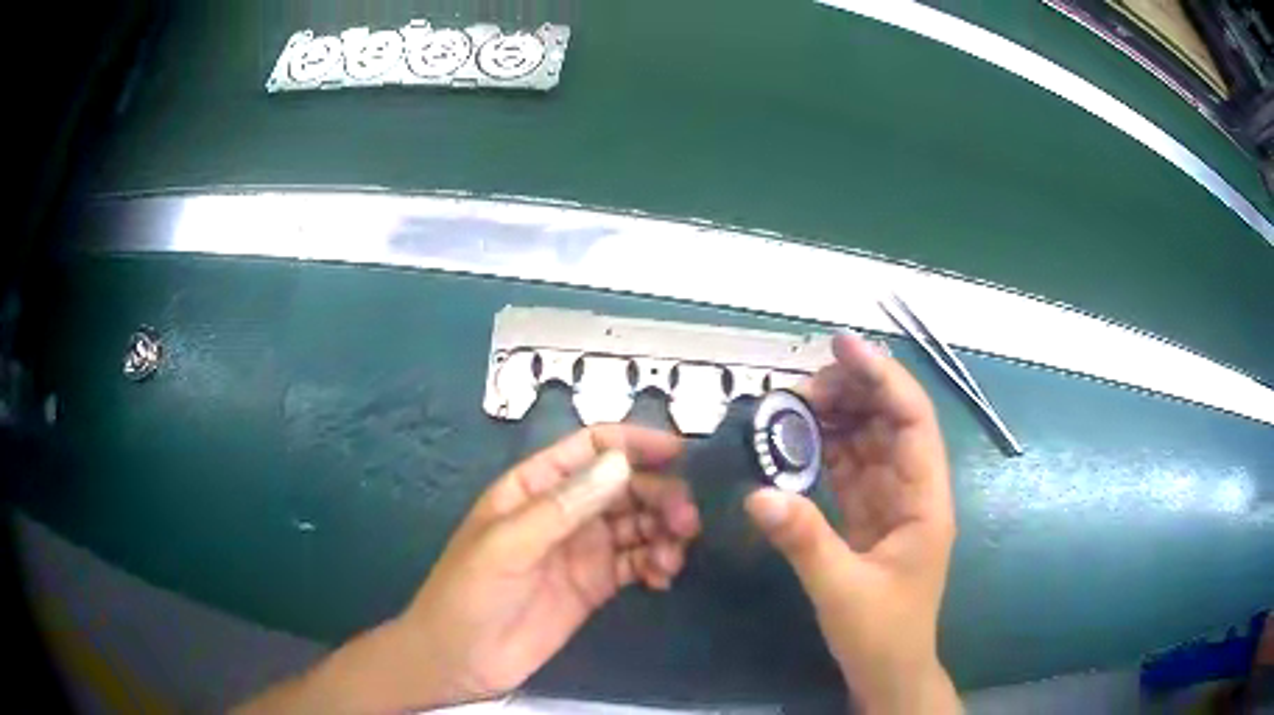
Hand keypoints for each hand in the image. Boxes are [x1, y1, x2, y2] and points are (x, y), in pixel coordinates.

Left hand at [396, 424, 699, 705]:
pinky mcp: (596, 584)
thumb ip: (563, 506)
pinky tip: (662, 577)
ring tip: (674, 554)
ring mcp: (582, 549)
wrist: (462, 659)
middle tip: (685, 520)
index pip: (590, 448)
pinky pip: (638, 562)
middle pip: (625, 486)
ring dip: (665, 530)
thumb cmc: (470, 592)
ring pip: (638, 524)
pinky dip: (657, 563)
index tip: (677, 453)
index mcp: (535, 487)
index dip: (633, 443)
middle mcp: (565, 511)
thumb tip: (621, 464)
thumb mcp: (507, 545)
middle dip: (659, 495)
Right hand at [743, 334, 959, 713]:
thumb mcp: (842, 591)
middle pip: (890, 421)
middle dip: (854, 392)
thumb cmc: (882, 635)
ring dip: (837, 418)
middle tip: (802, 387)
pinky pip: (850, 469)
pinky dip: (825, 450)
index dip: (883, 376)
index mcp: (925, 501)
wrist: (889, 672)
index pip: (912, 420)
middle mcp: (912, 491)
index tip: (842, 346)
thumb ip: (804, 542)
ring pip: (868, 441)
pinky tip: (796, 442)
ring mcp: (891, 503)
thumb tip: (757, 493)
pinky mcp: (869, 517)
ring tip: (793, 408)